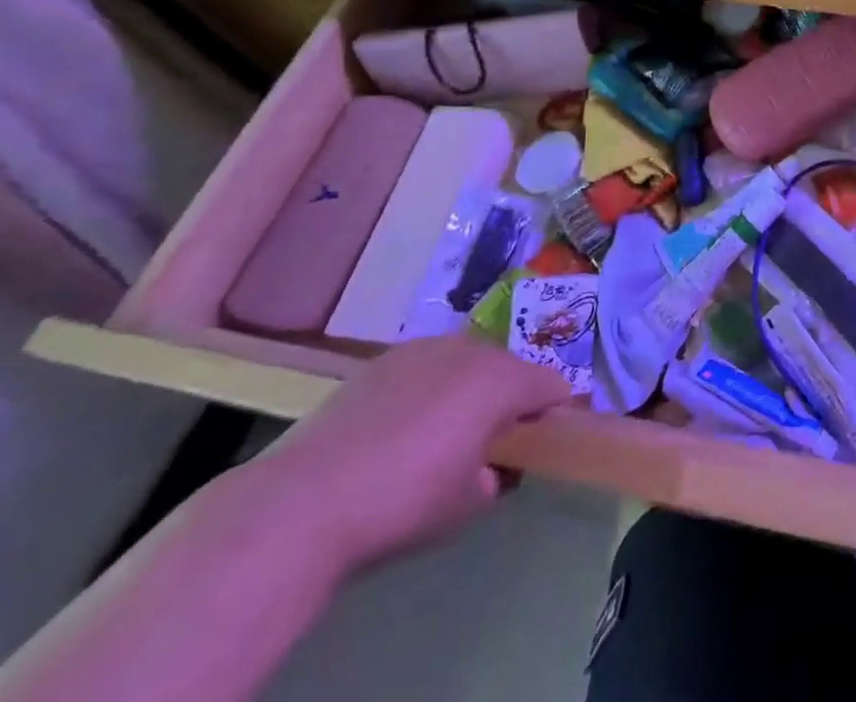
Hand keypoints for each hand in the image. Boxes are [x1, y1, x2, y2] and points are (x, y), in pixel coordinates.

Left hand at [238, 335, 570, 575]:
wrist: (302, 502)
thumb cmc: (402, 503)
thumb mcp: (465, 505)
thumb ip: (495, 478)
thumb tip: (491, 469)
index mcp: (501, 380)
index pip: (550, 385)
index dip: (553, 412)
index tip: (545, 440)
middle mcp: (469, 351)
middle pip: (507, 367)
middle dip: (508, 398)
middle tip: (492, 441)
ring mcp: (422, 350)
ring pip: (464, 362)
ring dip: (467, 388)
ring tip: (442, 432)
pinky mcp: (380, 361)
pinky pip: (423, 368)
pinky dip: (426, 389)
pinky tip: (400, 428)